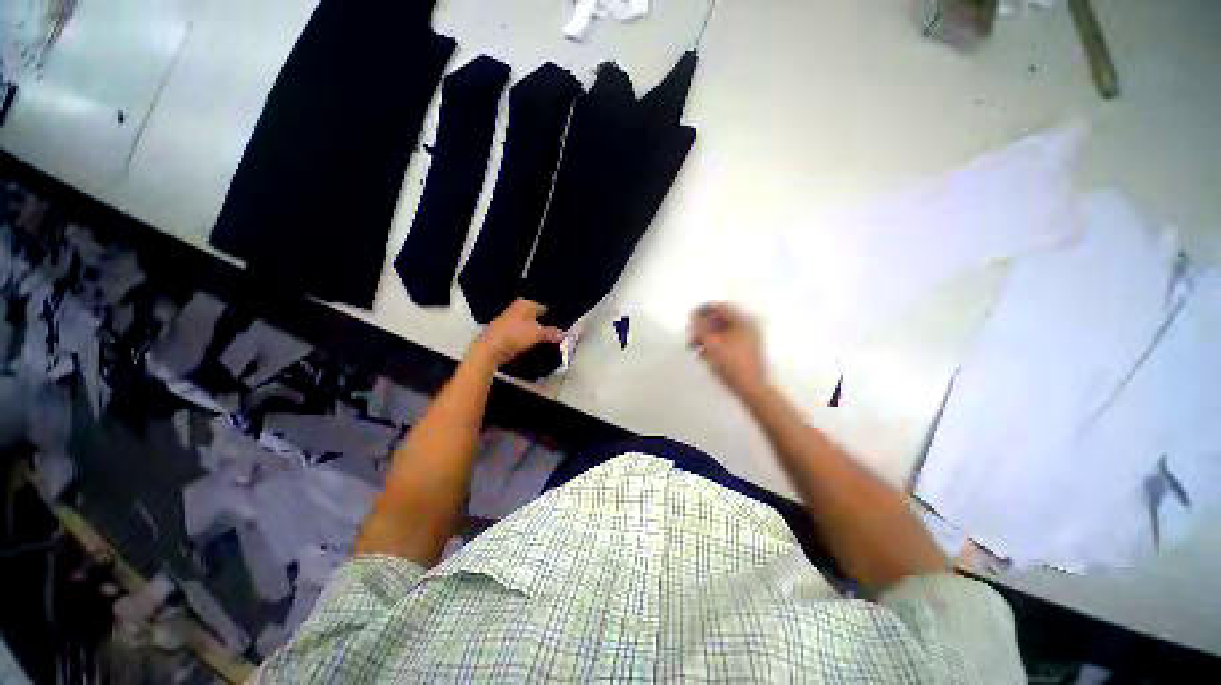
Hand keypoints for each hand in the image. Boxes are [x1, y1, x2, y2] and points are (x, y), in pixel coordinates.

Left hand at [471, 299, 564, 367]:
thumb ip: (552, 333)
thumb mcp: (538, 334)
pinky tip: (534, 344)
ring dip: (536, 332)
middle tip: (555, 333)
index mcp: (526, 304)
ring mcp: (510, 320)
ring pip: (528, 325)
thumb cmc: (515, 335)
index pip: (544, 307)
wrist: (492, 348)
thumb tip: (563, 334)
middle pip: (536, 316)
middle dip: (544, 324)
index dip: (552, 316)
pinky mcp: (506, 332)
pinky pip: (521, 333)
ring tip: (547, 340)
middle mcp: (517, 309)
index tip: (560, 324)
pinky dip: (527, 338)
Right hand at [689, 302, 767, 396]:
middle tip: (690, 335)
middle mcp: (748, 327)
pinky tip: (704, 355)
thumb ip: (700, 328)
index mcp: (743, 321)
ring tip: (694, 347)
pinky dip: (715, 344)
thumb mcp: (711, 344)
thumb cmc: (730, 363)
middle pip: (721, 320)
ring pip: (723, 332)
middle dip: (703, 326)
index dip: (703, 310)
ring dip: (707, 337)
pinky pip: (728, 341)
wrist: (751, 388)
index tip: (689, 317)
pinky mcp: (747, 351)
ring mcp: (749, 339)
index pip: (720, 307)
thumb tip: (694, 316)